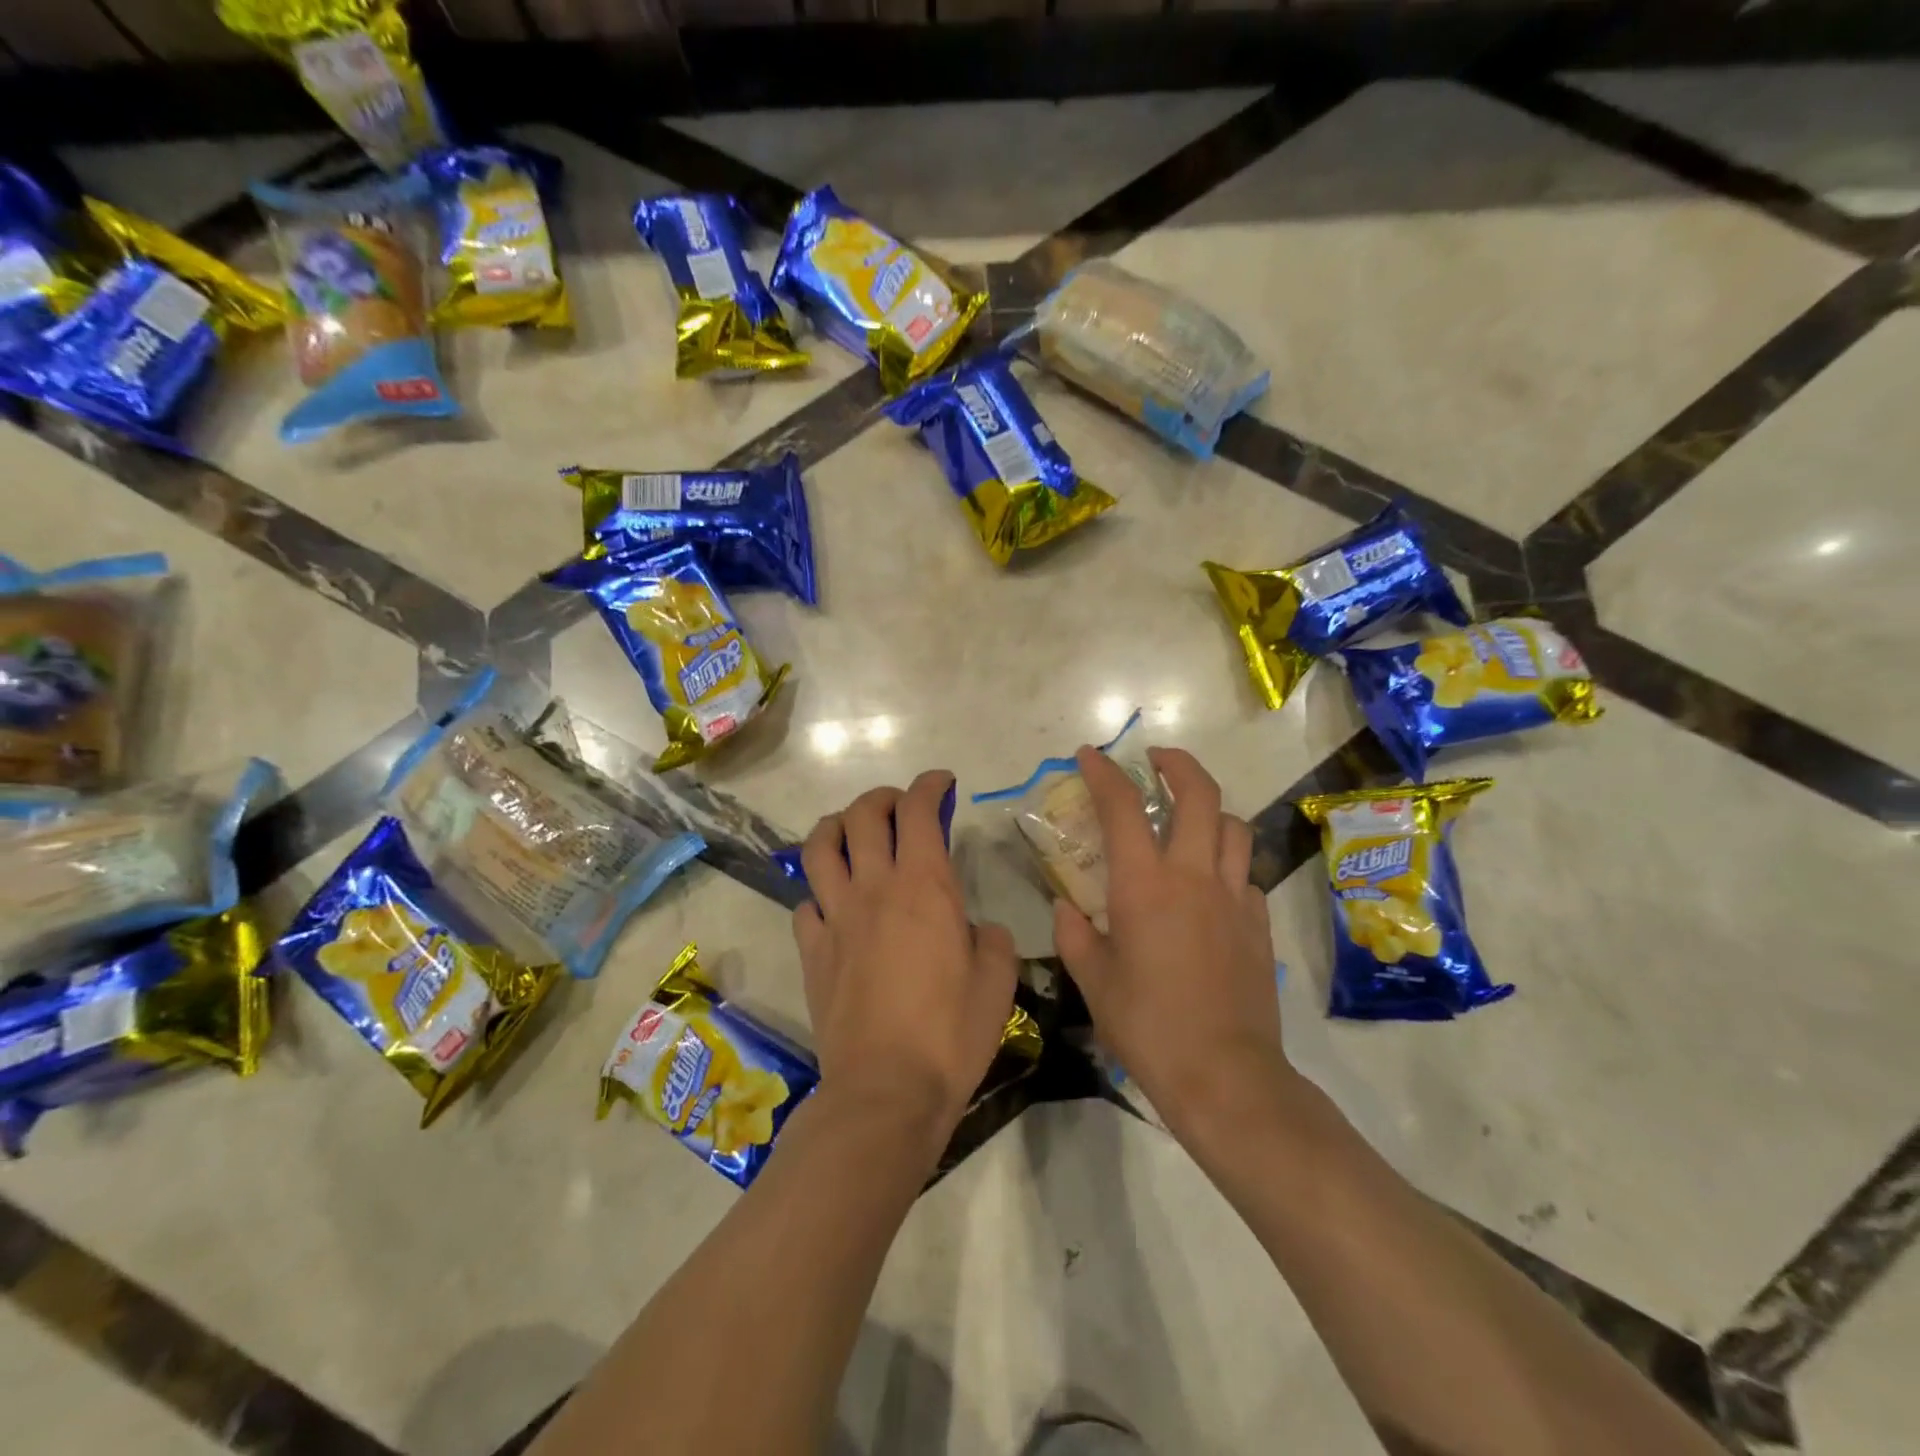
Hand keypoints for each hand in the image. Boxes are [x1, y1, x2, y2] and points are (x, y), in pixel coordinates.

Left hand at [793, 771, 1019, 1143]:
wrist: (886, 1090)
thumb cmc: (951, 1033)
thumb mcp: (998, 981)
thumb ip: (992, 939)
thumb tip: (976, 928)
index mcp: (924, 887)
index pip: (919, 811)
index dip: (929, 785)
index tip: (942, 783)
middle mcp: (874, 889)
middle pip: (863, 815)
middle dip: (883, 797)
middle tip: (901, 808)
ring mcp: (836, 918)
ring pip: (820, 847)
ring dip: (836, 827)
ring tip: (852, 833)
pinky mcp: (812, 951)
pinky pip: (806, 904)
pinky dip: (819, 893)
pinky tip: (834, 905)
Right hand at [1052, 747, 1291, 1144]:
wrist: (1224, 1074)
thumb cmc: (1147, 1026)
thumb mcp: (1094, 981)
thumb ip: (1076, 935)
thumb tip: (1068, 909)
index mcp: (1144, 886)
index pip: (1122, 809)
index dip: (1104, 774)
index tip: (1090, 755)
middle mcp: (1194, 876)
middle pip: (1199, 795)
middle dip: (1177, 764)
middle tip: (1156, 761)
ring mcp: (1235, 897)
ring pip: (1233, 827)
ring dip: (1209, 810)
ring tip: (1188, 819)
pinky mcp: (1259, 923)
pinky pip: (1245, 874)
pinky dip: (1226, 864)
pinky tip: (1210, 887)